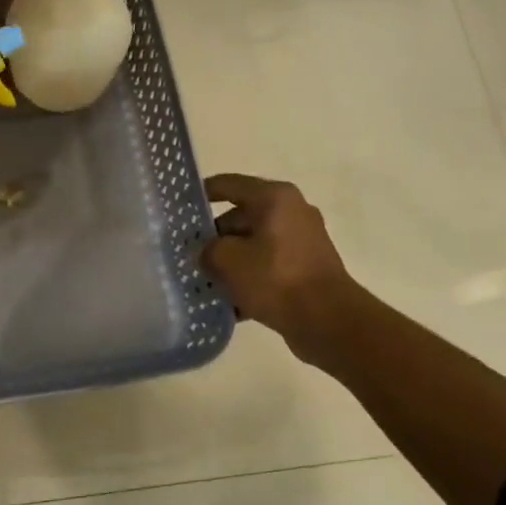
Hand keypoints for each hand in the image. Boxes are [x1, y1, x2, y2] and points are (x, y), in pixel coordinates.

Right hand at [201, 174, 361, 365]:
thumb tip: (207, 252)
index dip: (200, 194)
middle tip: (187, 254)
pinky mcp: (306, 266)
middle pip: (240, 216)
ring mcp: (302, 239)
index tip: (178, 209)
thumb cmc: (274, 278)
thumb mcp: (226, 260)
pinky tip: (229, 300)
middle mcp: (291, 210)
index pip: (227, 185)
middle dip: (213, 236)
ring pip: (253, 243)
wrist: (327, 319)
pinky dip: (249, 277)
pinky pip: (267, 265)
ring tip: (204, 280)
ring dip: (229, 260)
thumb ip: (206, 249)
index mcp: (273, 197)